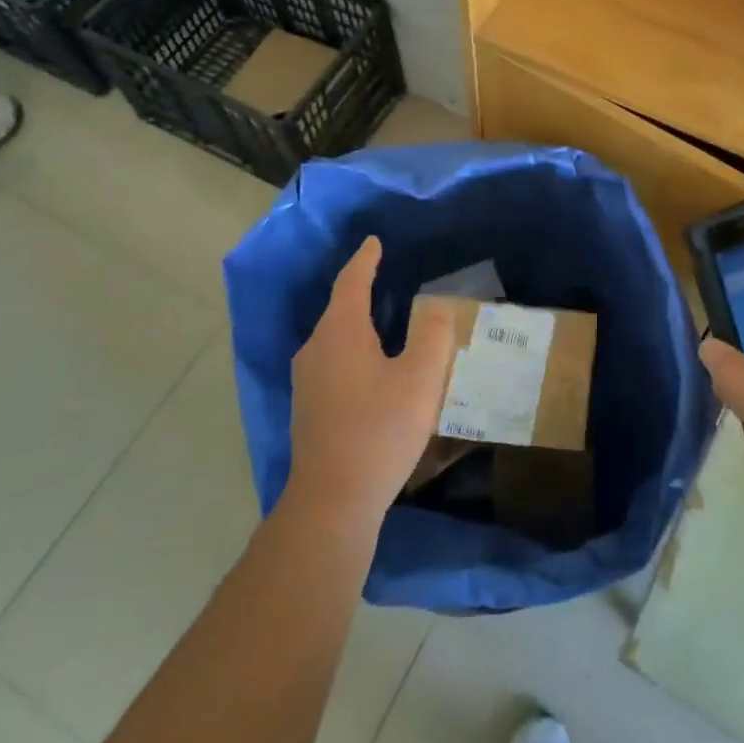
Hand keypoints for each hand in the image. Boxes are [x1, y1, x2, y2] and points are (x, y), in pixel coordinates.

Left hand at [284, 237, 455, 528]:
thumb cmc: (379, 430)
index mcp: (339, 332)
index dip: (366, 260)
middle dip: (362, 290)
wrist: (332, 501)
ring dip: (358, 323)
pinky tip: (373, 366)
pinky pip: (333, 360)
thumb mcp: (420, 379)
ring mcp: (307, 381)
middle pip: (339, 308)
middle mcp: (315, 349)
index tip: (375, 242)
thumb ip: (433, 335)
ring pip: (335, 337)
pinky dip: (353, 349)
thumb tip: (436, 307)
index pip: (351, 282)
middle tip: (389, 277)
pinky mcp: (309, 408)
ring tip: (387, 319)